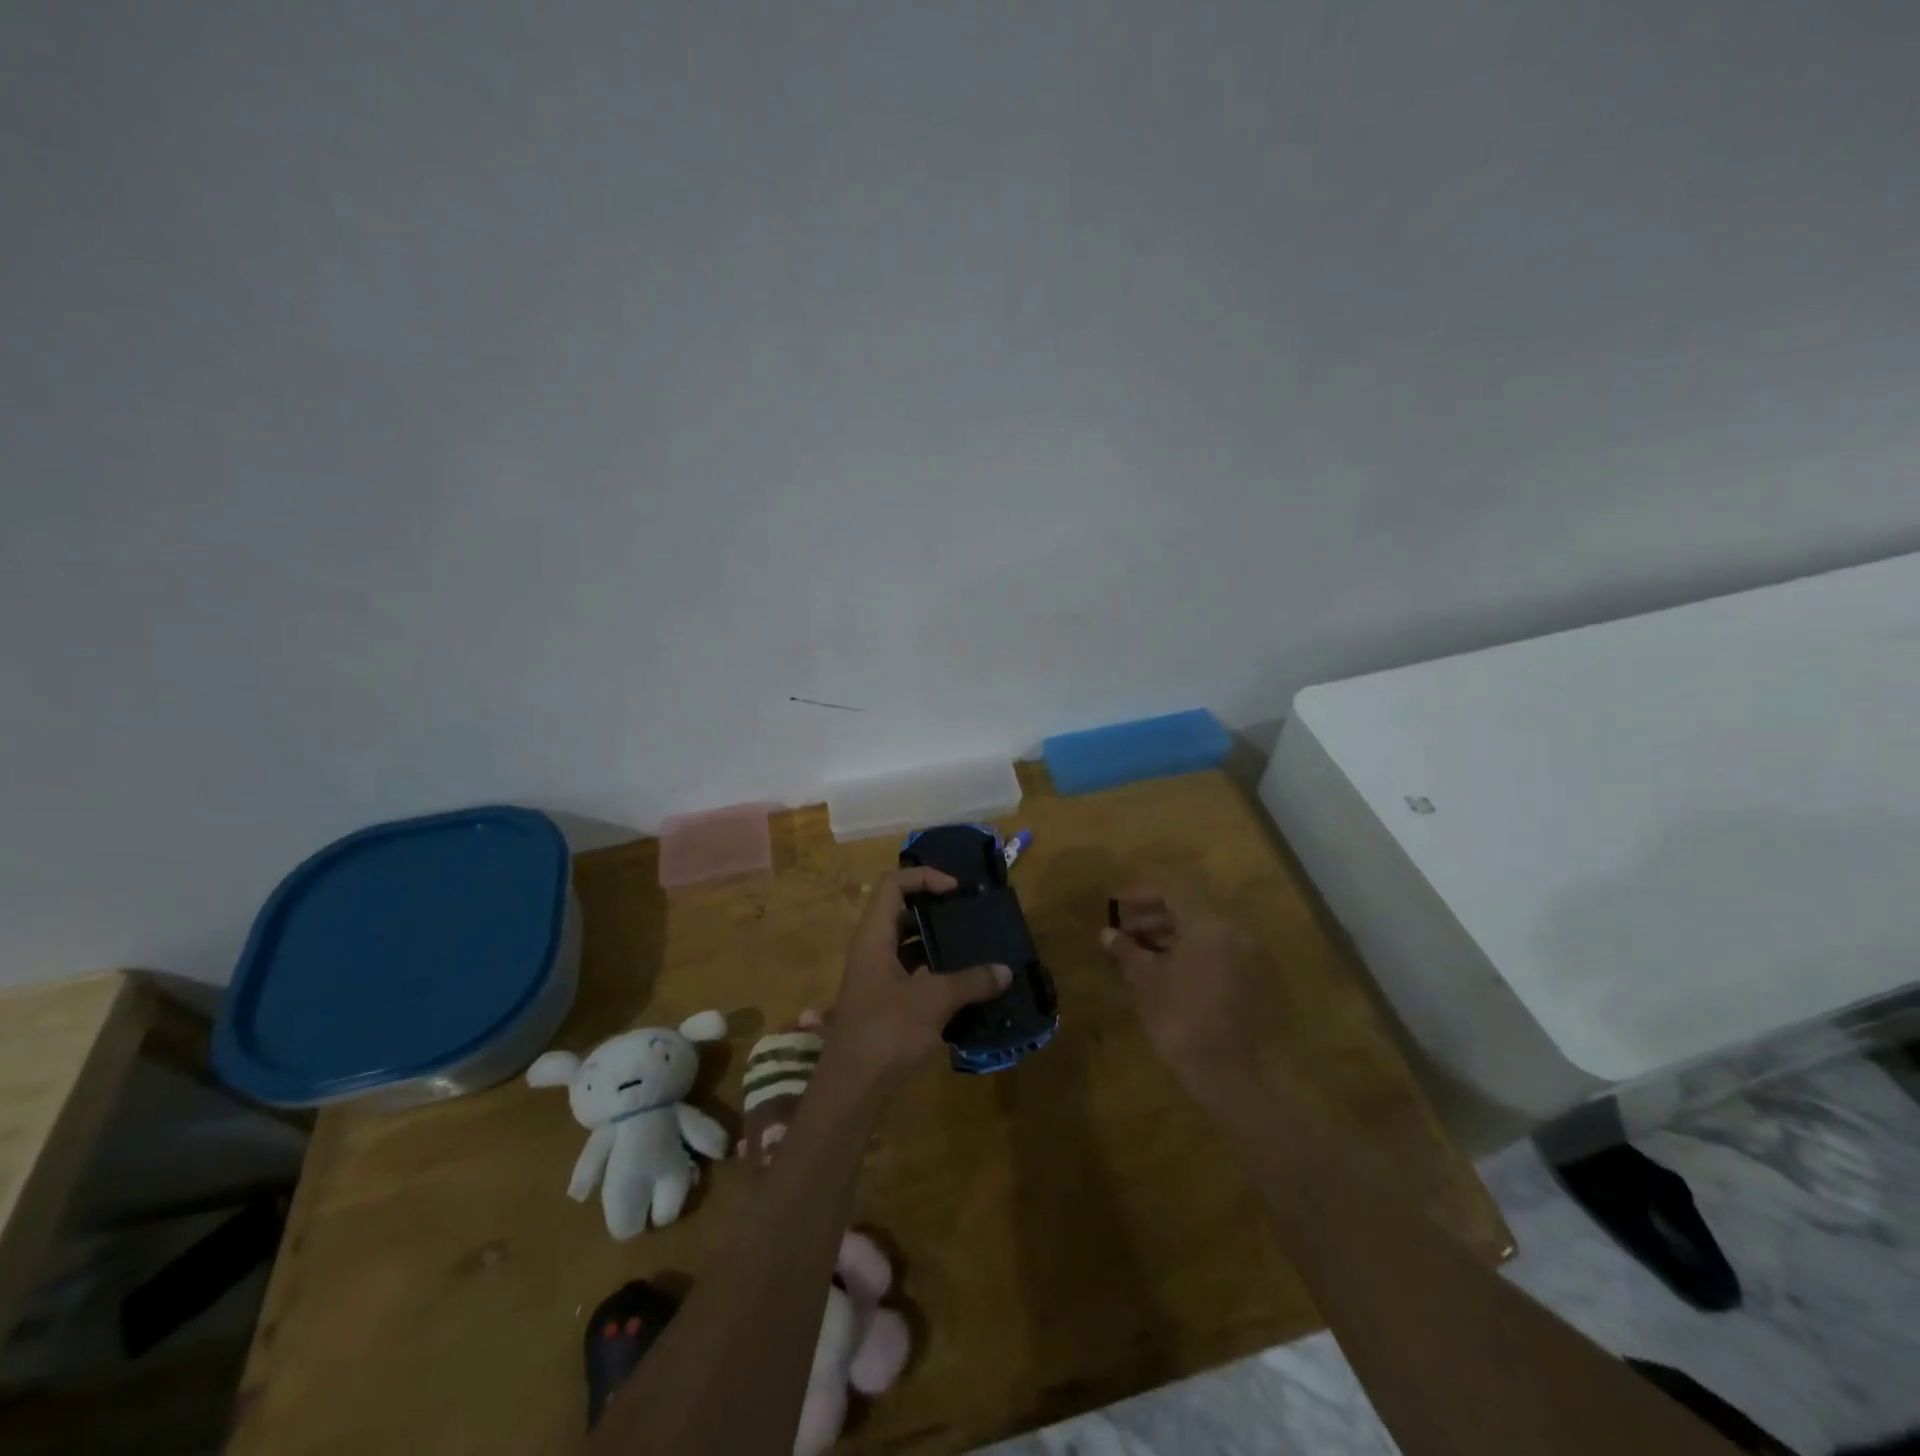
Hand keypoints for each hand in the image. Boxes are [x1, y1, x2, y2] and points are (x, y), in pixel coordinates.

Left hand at [827, 868, 1011, 1088]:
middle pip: (901, 911)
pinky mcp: (883, 1002)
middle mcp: (871, 949)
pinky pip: (911, 972)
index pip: (893, 884)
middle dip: (936, 910)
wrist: (850, 1089)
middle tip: (970, 917)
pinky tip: (964, 986)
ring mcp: (875, 977)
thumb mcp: (933, 1001)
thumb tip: (1005, 971)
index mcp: (874, 936)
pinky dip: (935, 972)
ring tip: (974, 948)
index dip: (924, 878)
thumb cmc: (886, 1032)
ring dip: (938, 944)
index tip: (956, 891)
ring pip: (908, 945)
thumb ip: (970, 982)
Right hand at [1101, 884, 1263, 1083]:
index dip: (1139, 894)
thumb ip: (1126, 949)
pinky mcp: (1252, 980)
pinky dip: (1191, 951)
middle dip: (1153, 915)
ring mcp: (1247, 956)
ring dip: (1170, 934)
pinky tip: (1166, 969)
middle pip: (1189, 909)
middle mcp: (1233, 931)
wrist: (1227, 1074)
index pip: (1171, 890)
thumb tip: (1107, 933)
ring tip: (1139, 951)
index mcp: (1208, 924)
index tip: (1115, 906)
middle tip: (1124, 930)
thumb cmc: (1179, 1019)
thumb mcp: (1144, 980)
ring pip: (1203, 931)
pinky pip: (1217, 951)